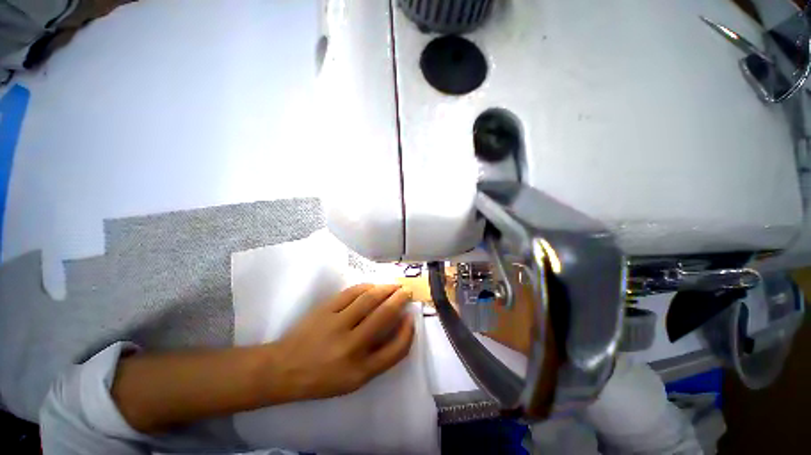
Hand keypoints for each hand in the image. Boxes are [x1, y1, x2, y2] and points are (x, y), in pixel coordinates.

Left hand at [262, 284, 414, 402]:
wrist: (284, 369)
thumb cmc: (323, 378)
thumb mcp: (354, 380)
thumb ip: (379, 357)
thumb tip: (397, 327)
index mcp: (360, 371)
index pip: (396, 349)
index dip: (408, 331)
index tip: (411, 318)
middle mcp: (351, 347)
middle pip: (384, 315)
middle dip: (400, 299)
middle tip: (407, 291)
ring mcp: (336, 325)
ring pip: (369, 299)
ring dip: (386, 288)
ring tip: (395, 285)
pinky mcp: (325, 310)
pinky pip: (352, 292)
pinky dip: (367, 286)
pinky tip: (374, 286)